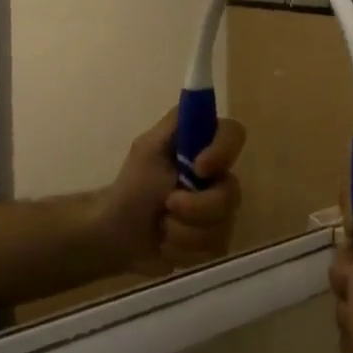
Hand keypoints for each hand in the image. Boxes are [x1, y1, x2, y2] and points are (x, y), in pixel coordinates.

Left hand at [99, 109, 246, 276]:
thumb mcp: (148, 148)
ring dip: (184, 231)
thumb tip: (201, 102)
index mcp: (204, 148)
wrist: (117, 235)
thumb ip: (176, 123)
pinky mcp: (216, 242)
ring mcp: (221, 212)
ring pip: (223, 225)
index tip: (199, 167)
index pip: (235, 134)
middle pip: (232, 192)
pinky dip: (185, 250)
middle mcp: (219, 177)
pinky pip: (214, 249)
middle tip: (166, 206)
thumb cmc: (132, 186)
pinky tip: (168, 245)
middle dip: (196, 207)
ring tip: (162, 228)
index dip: (223, 151)